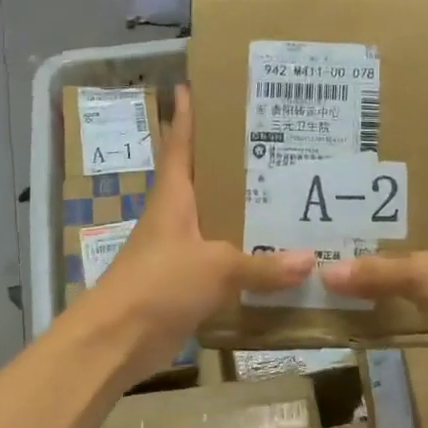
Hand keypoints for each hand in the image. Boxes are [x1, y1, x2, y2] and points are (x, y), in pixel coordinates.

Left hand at [77, 85, 313, 373]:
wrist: (116, 340)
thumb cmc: (159, 283)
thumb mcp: (216, 267)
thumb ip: (262, 265)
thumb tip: (311, 261)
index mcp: (174, 198)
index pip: (180, 146)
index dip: (185, 117)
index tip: (191, 86)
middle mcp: (175, 218)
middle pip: (203, 181)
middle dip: (231, 163)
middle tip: (273, 143)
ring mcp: (178, 253)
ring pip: (216, 224)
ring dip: (242, 214)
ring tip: (286, 198)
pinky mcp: (184, 285)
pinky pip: (221, 264)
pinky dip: (243, 261)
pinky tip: (273, 260)